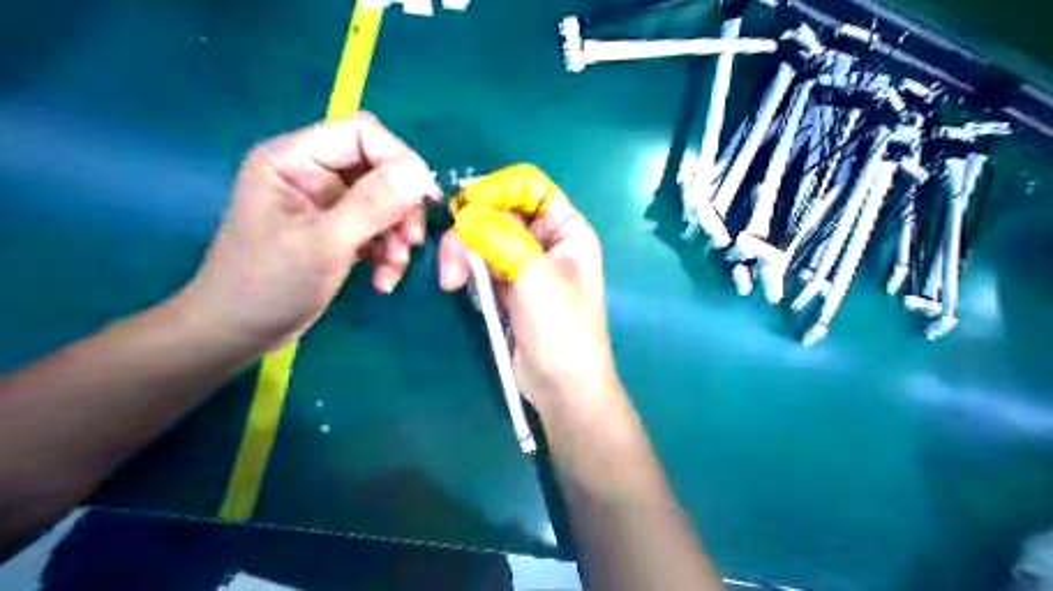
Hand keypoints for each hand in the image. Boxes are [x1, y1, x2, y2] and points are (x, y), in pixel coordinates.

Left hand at [178, 111, 438, 351]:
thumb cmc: (269, 284)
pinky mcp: (337, 229)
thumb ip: (373, 204)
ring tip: (394, 267)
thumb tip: (421, 173)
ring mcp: (326, 203)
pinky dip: (388, 252)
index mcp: (294, 159)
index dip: (399, 159)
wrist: (239, 332)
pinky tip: (384, 279)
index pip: (362, 133)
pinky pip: (378, 228)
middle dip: (401, 205)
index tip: (426, 198)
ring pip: (385, 202)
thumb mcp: (324, 242)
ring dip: (397, 235)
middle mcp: (312, 172)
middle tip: (411, 241)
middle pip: (379, 168)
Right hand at [439, 179, 617, 415]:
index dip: (496, 189)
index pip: (528, 186)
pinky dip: (466, 269)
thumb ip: (501, 237)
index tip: (464, 207)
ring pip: (485, 237)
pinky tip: (457, 285)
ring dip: (463, 252)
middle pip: (500, 211)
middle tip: (452, 260)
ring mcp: (525, 263)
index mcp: (566, 229)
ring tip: (452, 282)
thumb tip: (467, 208)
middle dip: (471, 228)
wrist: (562, 387)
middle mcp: (546, 240)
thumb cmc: (561, 329)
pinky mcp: (508, 286)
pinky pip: (481, 262)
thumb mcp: (534, 277)